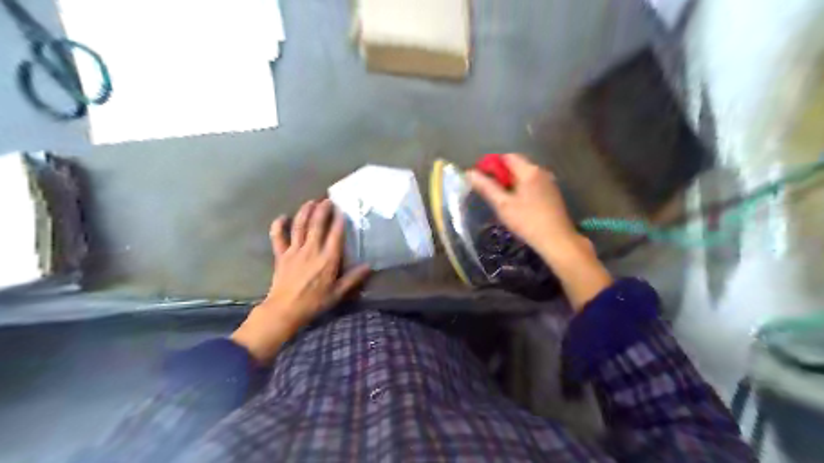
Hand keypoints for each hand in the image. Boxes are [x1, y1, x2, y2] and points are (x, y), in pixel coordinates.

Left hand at [234, 198, 371, 360]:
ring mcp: (294, 250)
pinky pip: (278, 237)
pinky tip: (282, 216)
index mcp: (328, 259)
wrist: (285, 310)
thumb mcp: (338, 293)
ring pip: (300, 226)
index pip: (335, 234)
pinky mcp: (281, 255)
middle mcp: (312, 250)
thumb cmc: (314, 302)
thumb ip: (353, 278)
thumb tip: (369, 266)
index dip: (339, 220)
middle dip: (323, 209)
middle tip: (328, 200)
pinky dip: (278, 226)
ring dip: (305, 212)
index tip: (343, 209)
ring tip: (311, 202)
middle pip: (317, 224)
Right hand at [470, 152, 610, 310]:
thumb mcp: (502, 204)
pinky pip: (532, 184)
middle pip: (516, 165)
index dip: (491, 164)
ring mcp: (549, 182)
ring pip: (525, 176)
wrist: (557, 240)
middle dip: (500, 174)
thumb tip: (469, 173)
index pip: (506, 157)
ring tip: (500, 198)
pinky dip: (521, 188)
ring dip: (510, 182)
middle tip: (488, 190)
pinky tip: (516, 204)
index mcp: (529, 170)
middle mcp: (541, 171)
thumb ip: (486, 187)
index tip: (480, 177)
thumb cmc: (527, 221)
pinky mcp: (552, 194)